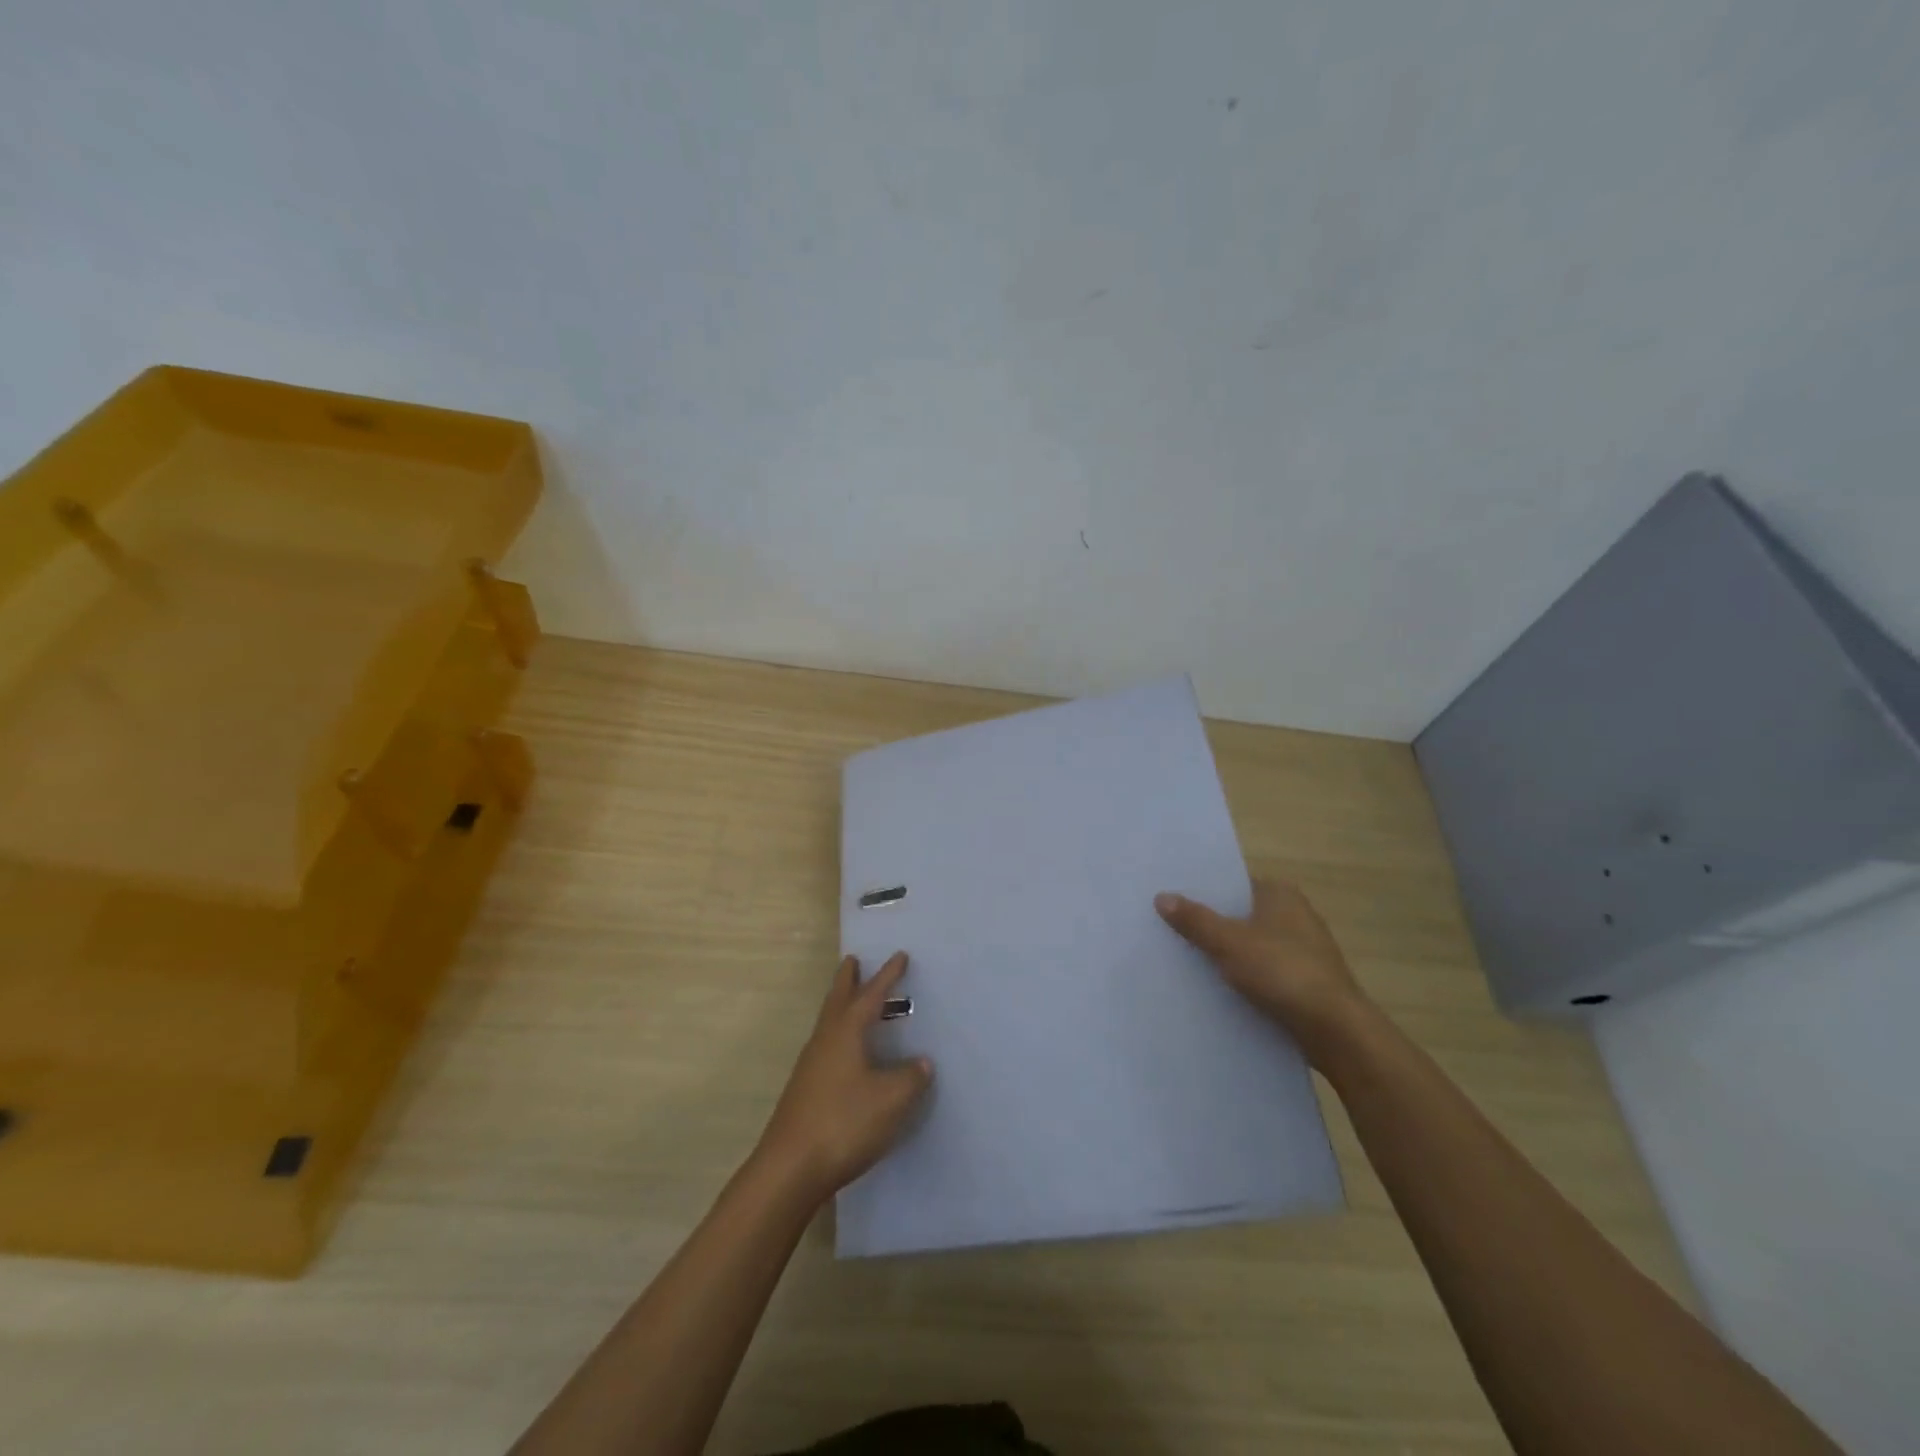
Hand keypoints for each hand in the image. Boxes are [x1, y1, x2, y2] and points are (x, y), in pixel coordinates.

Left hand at [755, 952, 933, 1203]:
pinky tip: (848, 1054)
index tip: (900, 955)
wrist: (789, 1169)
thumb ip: (910, 1078)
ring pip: (829, 1023)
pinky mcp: (805, 1090)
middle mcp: (825, 1041)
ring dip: (841, 1006)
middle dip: (848, 979)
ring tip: (852, 1000)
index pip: (871, 995)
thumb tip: (922, 1062)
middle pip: (837, 1000)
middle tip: (853, 960)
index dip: (888, 976)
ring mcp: (811, 1066)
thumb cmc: (843, 1124)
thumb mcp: (890, 1101)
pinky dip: (840, 1035)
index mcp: (846, 1033)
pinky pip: (827, 1046)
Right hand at [1155, 879, 1368, 1060]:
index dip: (1201, 890)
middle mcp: (1295, 914)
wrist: (1335, 1031)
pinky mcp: (1304, 981)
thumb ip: (1195, 920)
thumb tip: (1161, 896)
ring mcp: (1302, 949)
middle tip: (1167, 928)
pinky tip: (1216, 987)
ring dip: (1224, 952)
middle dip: (1209, 922)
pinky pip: (1262, 970)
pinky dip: (1242, 975)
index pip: (1232, 882)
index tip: (1170, 899)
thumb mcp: (1229, 942)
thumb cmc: (1283, 972)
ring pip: (1250, 944)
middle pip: (1239, 913)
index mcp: (1280, 894)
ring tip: (1183, 958)